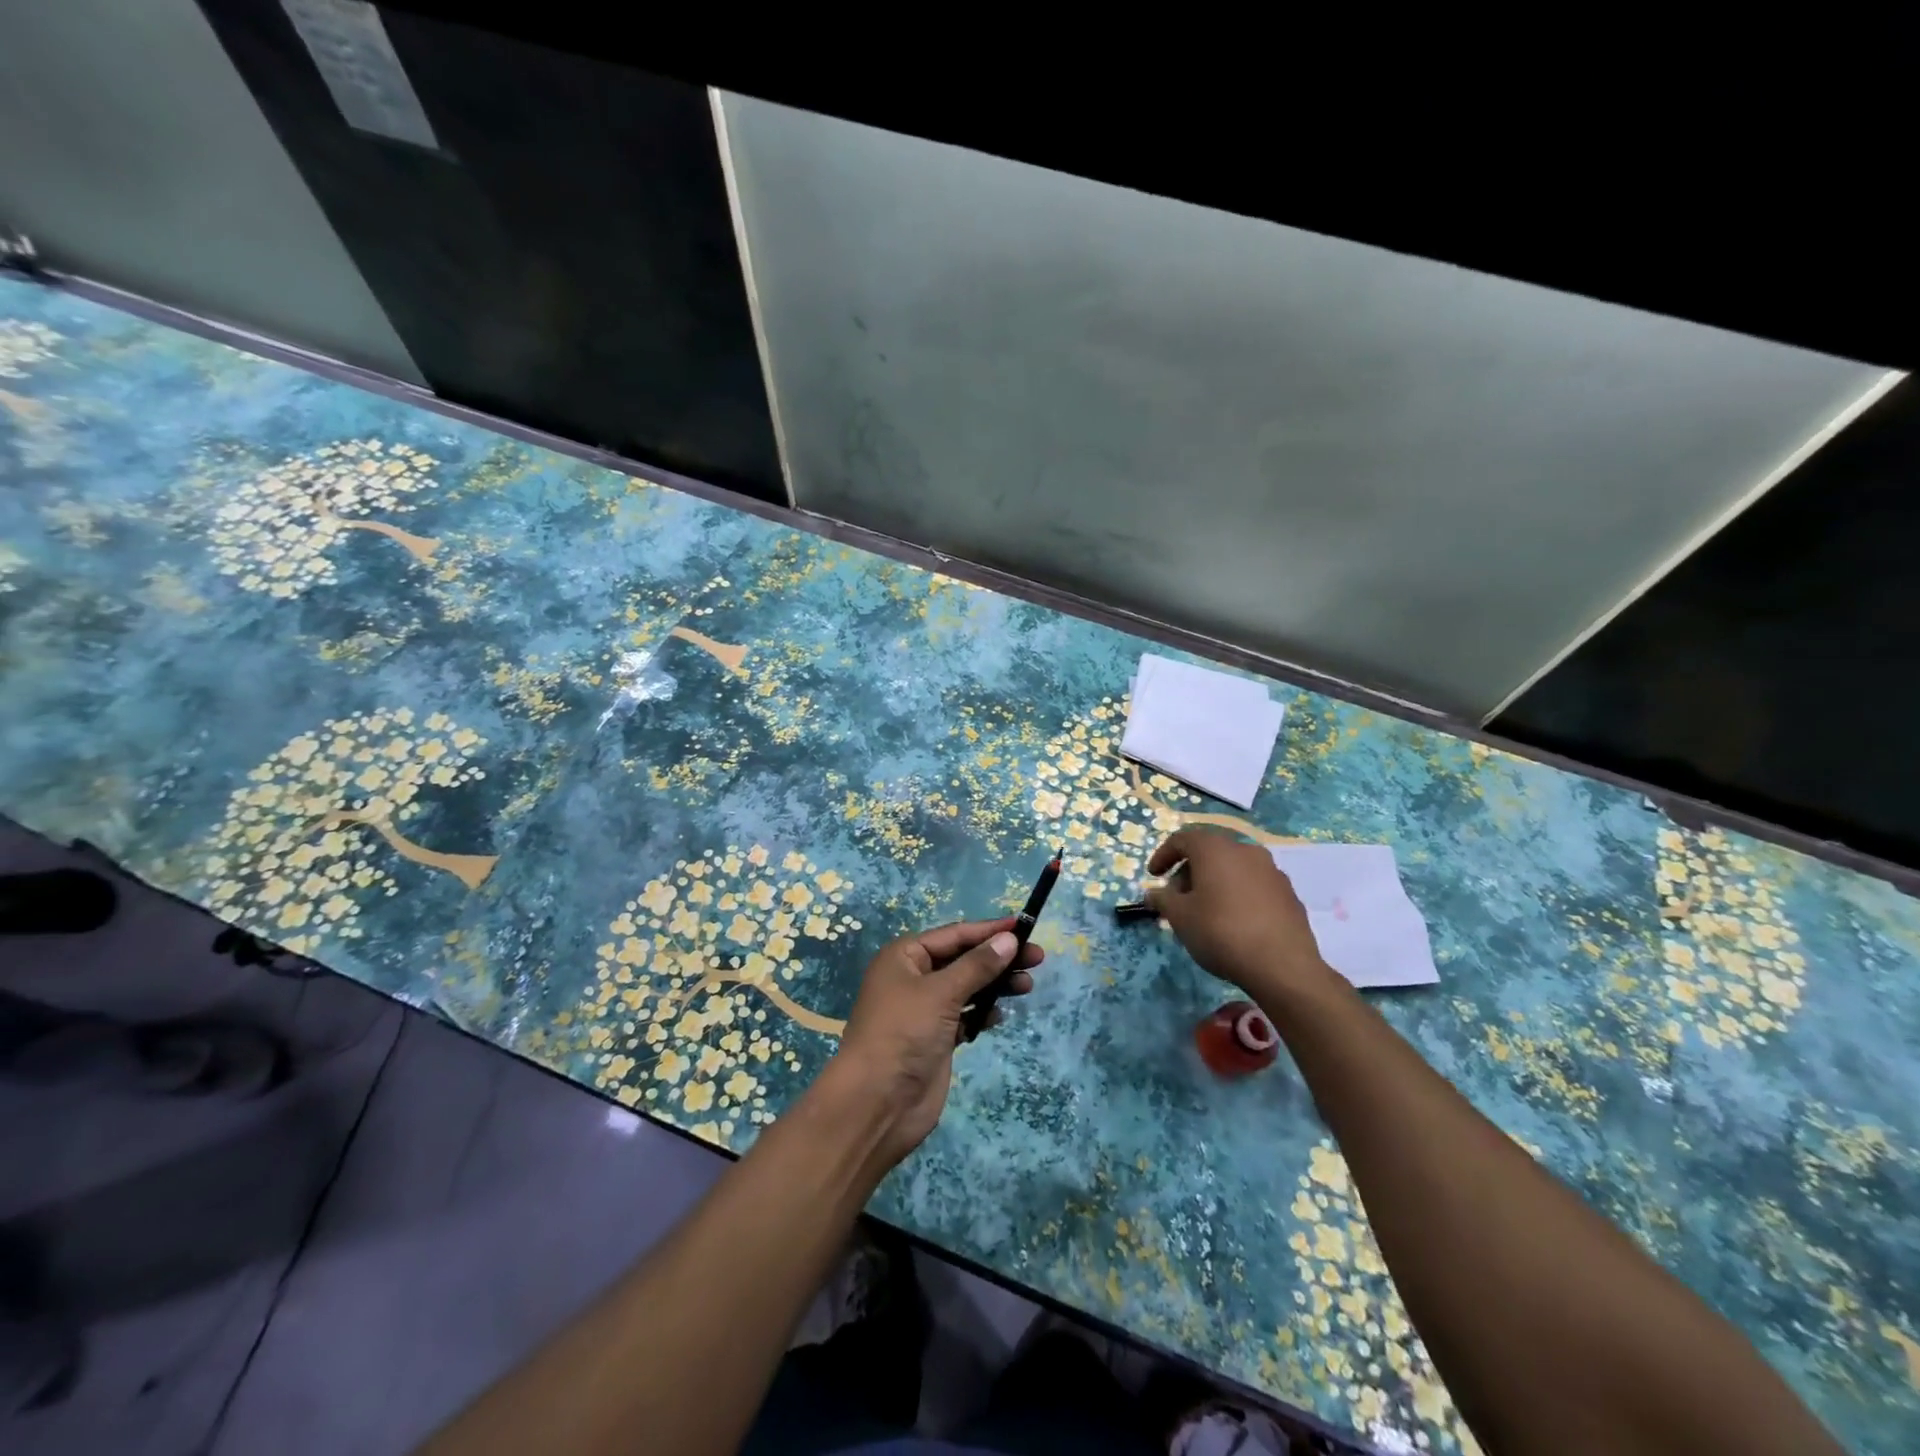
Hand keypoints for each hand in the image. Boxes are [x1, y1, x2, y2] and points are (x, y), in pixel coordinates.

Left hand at [830, 917, 1042, 1163]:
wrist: (877, 1103)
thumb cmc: (903, 1033)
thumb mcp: (941, 993)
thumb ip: (977, 966)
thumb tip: (1008, 939)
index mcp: (905, 957)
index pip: (954, 935)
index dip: (989, 930)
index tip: (1024, 927)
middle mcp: (914, 978)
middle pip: (963, 960)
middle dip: (998, 958)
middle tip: (1037, 959)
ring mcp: (925, 1010)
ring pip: (967, 987)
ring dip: (995, 985)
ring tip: (1028, 985)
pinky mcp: (936, 1039)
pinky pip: (966, 1015)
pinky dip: (983, 1012)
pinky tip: (1002, 1014)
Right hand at [1146, 828, 1333, 1000]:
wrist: (1282, 966)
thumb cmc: (1221, 932)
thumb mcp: (1180, 917)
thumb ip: (1163, 899)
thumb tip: (1153, 893)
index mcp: (1215, 849)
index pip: (1182, 839)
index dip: (1163, 855)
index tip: (1153, 876)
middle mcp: (1245, 850)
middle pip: (1209, 852)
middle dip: (1189, 871)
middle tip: (1178, 898)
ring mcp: (1271, 871)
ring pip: (1233, 868)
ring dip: (1214, 882)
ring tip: (1205, 911)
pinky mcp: (1288, 893)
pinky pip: (1254, 885)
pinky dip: (1238, 894)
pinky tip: (1234, 921)